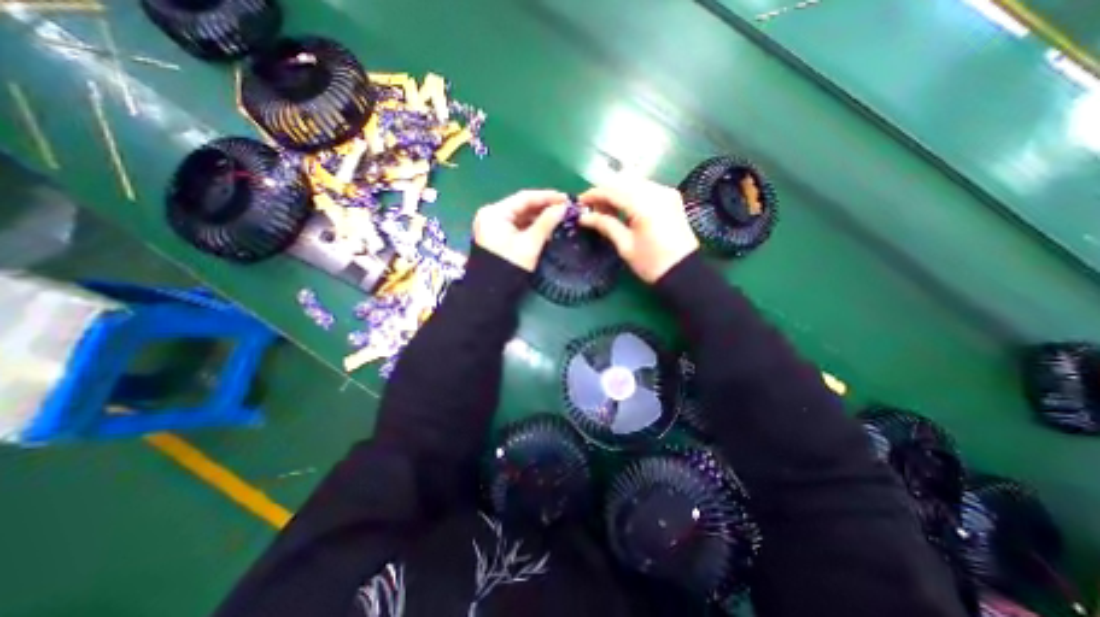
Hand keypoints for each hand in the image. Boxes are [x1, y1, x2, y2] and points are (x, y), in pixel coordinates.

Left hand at [470, 188, 565, 269]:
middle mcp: (491, 215)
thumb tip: (564, 207)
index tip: (566, 198)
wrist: (492, 292)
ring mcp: (493, 226)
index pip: (524, 198)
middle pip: (522, 206)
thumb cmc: (510, 266)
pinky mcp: (497, 237)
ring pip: (520, 217)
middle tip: (565, 208)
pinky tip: (547, 229)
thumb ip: (547, 222)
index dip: (547, 197)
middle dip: (544, 207)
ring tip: (559, 218)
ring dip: (539, 218)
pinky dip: (532, 227)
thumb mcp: (530, 244)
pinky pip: (517, 226)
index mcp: (495, 213)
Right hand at [578, 179, 693, 281]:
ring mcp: (666, 192)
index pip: (612, 190)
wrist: (683, 271)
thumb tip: (584, 217)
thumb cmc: (651, 263)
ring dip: (617, 192)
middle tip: (593, 209)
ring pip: (634, 182)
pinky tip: (624, 209)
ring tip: (607, 211)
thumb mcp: (625, 246)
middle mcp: (657, 192)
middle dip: (605, 192)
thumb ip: (605, 225)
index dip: (594, 194)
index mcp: (644, 205)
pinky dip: (631, 194)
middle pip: (623, 181)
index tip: (580, 203)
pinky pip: (645, 187)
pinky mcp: (671, 197)